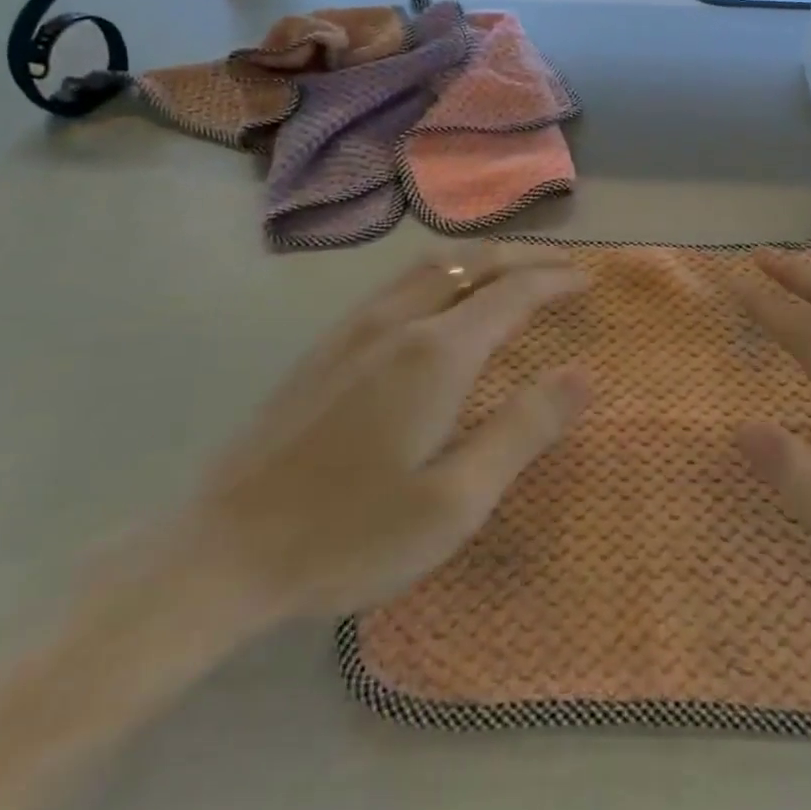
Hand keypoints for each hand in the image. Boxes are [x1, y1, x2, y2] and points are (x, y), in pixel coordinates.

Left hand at [174, 245, 590, 636]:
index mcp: (435, 354)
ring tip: (509, 273)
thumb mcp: (455, 501)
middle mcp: (397, 323)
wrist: (223, 552)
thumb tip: (582, 375)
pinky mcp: (325, 346)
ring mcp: (354, 329)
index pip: (511, 294)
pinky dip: (439, 275)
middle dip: (521, 258)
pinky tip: (438, 304)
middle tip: (559, 267)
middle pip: (470, 264)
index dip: (554, 282)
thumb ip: (523, 431)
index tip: (586, 281)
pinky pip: (396, 285)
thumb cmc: (351, 534)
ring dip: (478, 260)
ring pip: (429, 267)